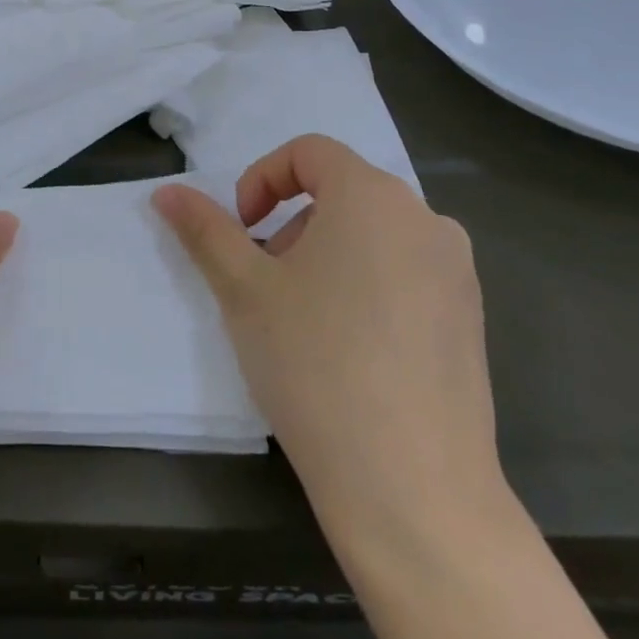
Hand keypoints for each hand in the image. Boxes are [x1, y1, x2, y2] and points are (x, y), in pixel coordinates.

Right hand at [153, 135, 505, 547]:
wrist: (412, 486)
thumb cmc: (314, 364)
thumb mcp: (244, 290)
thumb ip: (205, 230)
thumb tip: (166, 191)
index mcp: (373, 197)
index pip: (309, 152)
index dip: (262, 179)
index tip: (242, 231)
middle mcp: (426, 219)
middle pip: (343, 192)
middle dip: (291, 223)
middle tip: (265, 281)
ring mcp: (457, 271)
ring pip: (375, 235)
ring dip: (327, 254)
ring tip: (303, 318)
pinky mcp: (471, 319)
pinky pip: (407, 273)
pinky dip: (367, 284)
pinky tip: (350, 349)